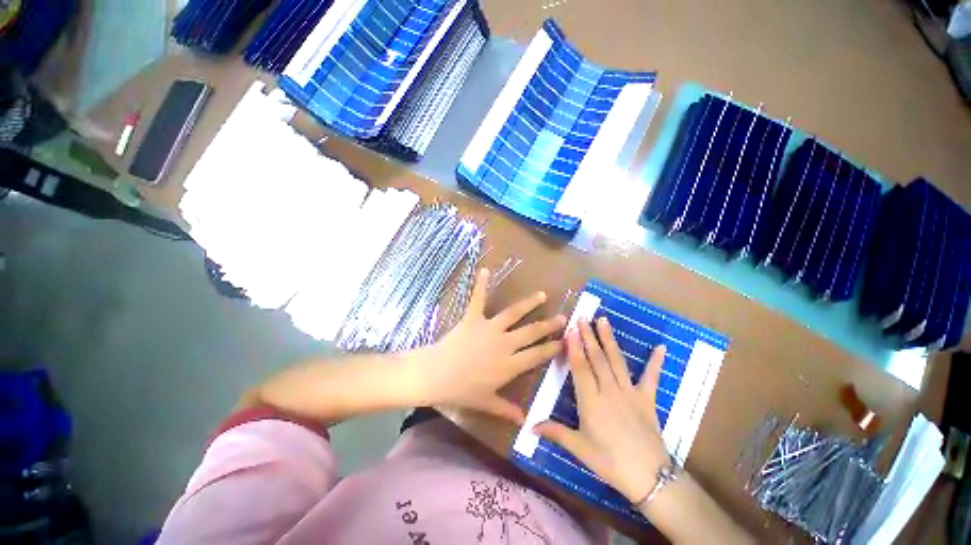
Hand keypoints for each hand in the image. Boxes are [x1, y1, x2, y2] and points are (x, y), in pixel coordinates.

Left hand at [412, 268, 565, 422]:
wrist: (436, 375)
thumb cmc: (461, 391)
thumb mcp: (486, 403)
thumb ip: (506, 411)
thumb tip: (524, 422)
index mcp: (510, 365)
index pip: (538, 355)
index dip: (553, 348)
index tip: (565, 341)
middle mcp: (505, 343)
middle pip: (532, 333)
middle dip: (549, 325)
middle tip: (563, 317)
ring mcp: (490, 328)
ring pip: (514, 314)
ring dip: (529, 304)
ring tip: (542, 294)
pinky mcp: (473, 318)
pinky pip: (478, 299)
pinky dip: (481, 284)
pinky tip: (485, 269)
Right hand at [535, 318, 668, 502]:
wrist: (649, 477)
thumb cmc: (609, 462)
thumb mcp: (579, 448)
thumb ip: (555, 432)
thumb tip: (530, 426)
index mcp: (591, 401)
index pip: (580, 367)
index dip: (575, 347)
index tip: (571, 329)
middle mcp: (609, 390)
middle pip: (597, 358)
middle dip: (589, 336)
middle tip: (583, 317)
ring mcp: (629, 392)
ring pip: (616, 361)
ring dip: (609, 339)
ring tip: (603, 320)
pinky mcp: (647, 399)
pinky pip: (651, 377)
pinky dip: (655, 362)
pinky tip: (660, 346)